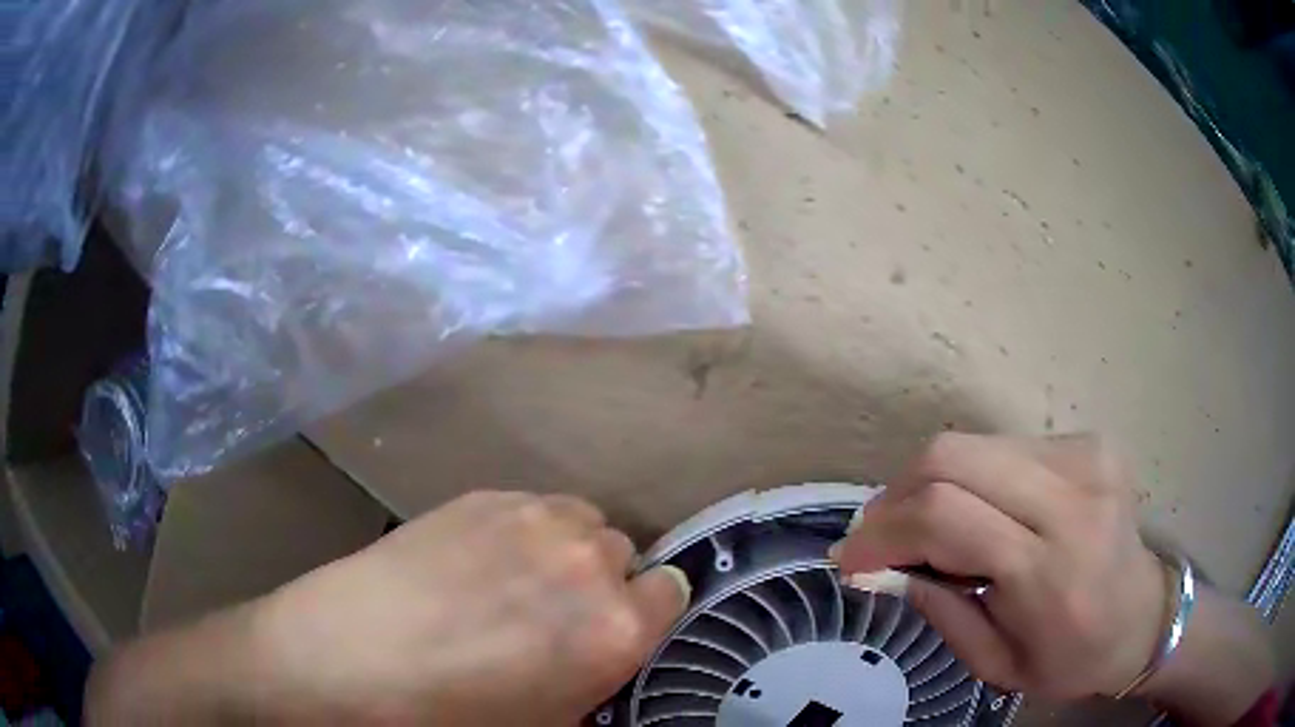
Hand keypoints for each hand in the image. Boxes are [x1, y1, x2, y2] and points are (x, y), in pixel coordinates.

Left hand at [87, 491, 689, 725]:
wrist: (344, 661)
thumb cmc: (450, 716)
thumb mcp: (546, 721)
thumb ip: (594, 677)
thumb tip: (601, 647)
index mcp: (614, 629)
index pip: (671, 593)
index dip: (644, 612)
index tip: (619, 625)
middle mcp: (586, 561)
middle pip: (624, 553)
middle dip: (599, 582)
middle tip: (552, 610)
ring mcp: (530, 517)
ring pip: (580, 521)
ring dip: (563, 549)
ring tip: (514, 578)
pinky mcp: (479, 495)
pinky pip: (532, 506)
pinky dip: (523, 529)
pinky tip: (476, 558)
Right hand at [833, 433, 1166, 699]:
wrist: (1144, 616)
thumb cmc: (1072, 658)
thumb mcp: (997, 666)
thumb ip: (939, 611)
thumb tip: (881, 568)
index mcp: (1051, 570)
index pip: (947, 516)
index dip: (883, 531)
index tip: (850, 559)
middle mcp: (1072, 497)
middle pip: (952, 458)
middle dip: (896, 497)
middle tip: (880, 538)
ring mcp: (1085, 457)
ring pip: (973, 445)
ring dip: (930, 485)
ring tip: (923, 528)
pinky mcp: (1089, 442)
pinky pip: (1003, 448)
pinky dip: (971, 479)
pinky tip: (978, 513)